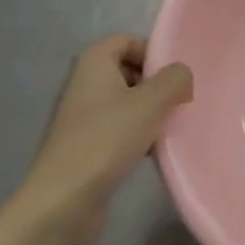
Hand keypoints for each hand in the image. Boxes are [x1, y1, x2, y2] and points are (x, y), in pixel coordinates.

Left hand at [15, 36, 192, 244]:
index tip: (175, 79)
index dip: (154, 54)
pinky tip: (152, 153)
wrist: (62, 203)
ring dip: (149, 114)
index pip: (129, 41)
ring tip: (168, 131)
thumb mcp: (150, 103)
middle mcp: (84, 83)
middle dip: (155, 86)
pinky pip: (118, 130)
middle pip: (129, 71)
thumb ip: (174, 79)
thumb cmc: (106, 141)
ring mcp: (82, 117)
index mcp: (94, 62)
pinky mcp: (84, 147)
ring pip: (126, 103)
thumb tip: (183, 75)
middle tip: (177, 104)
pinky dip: (136, 136)